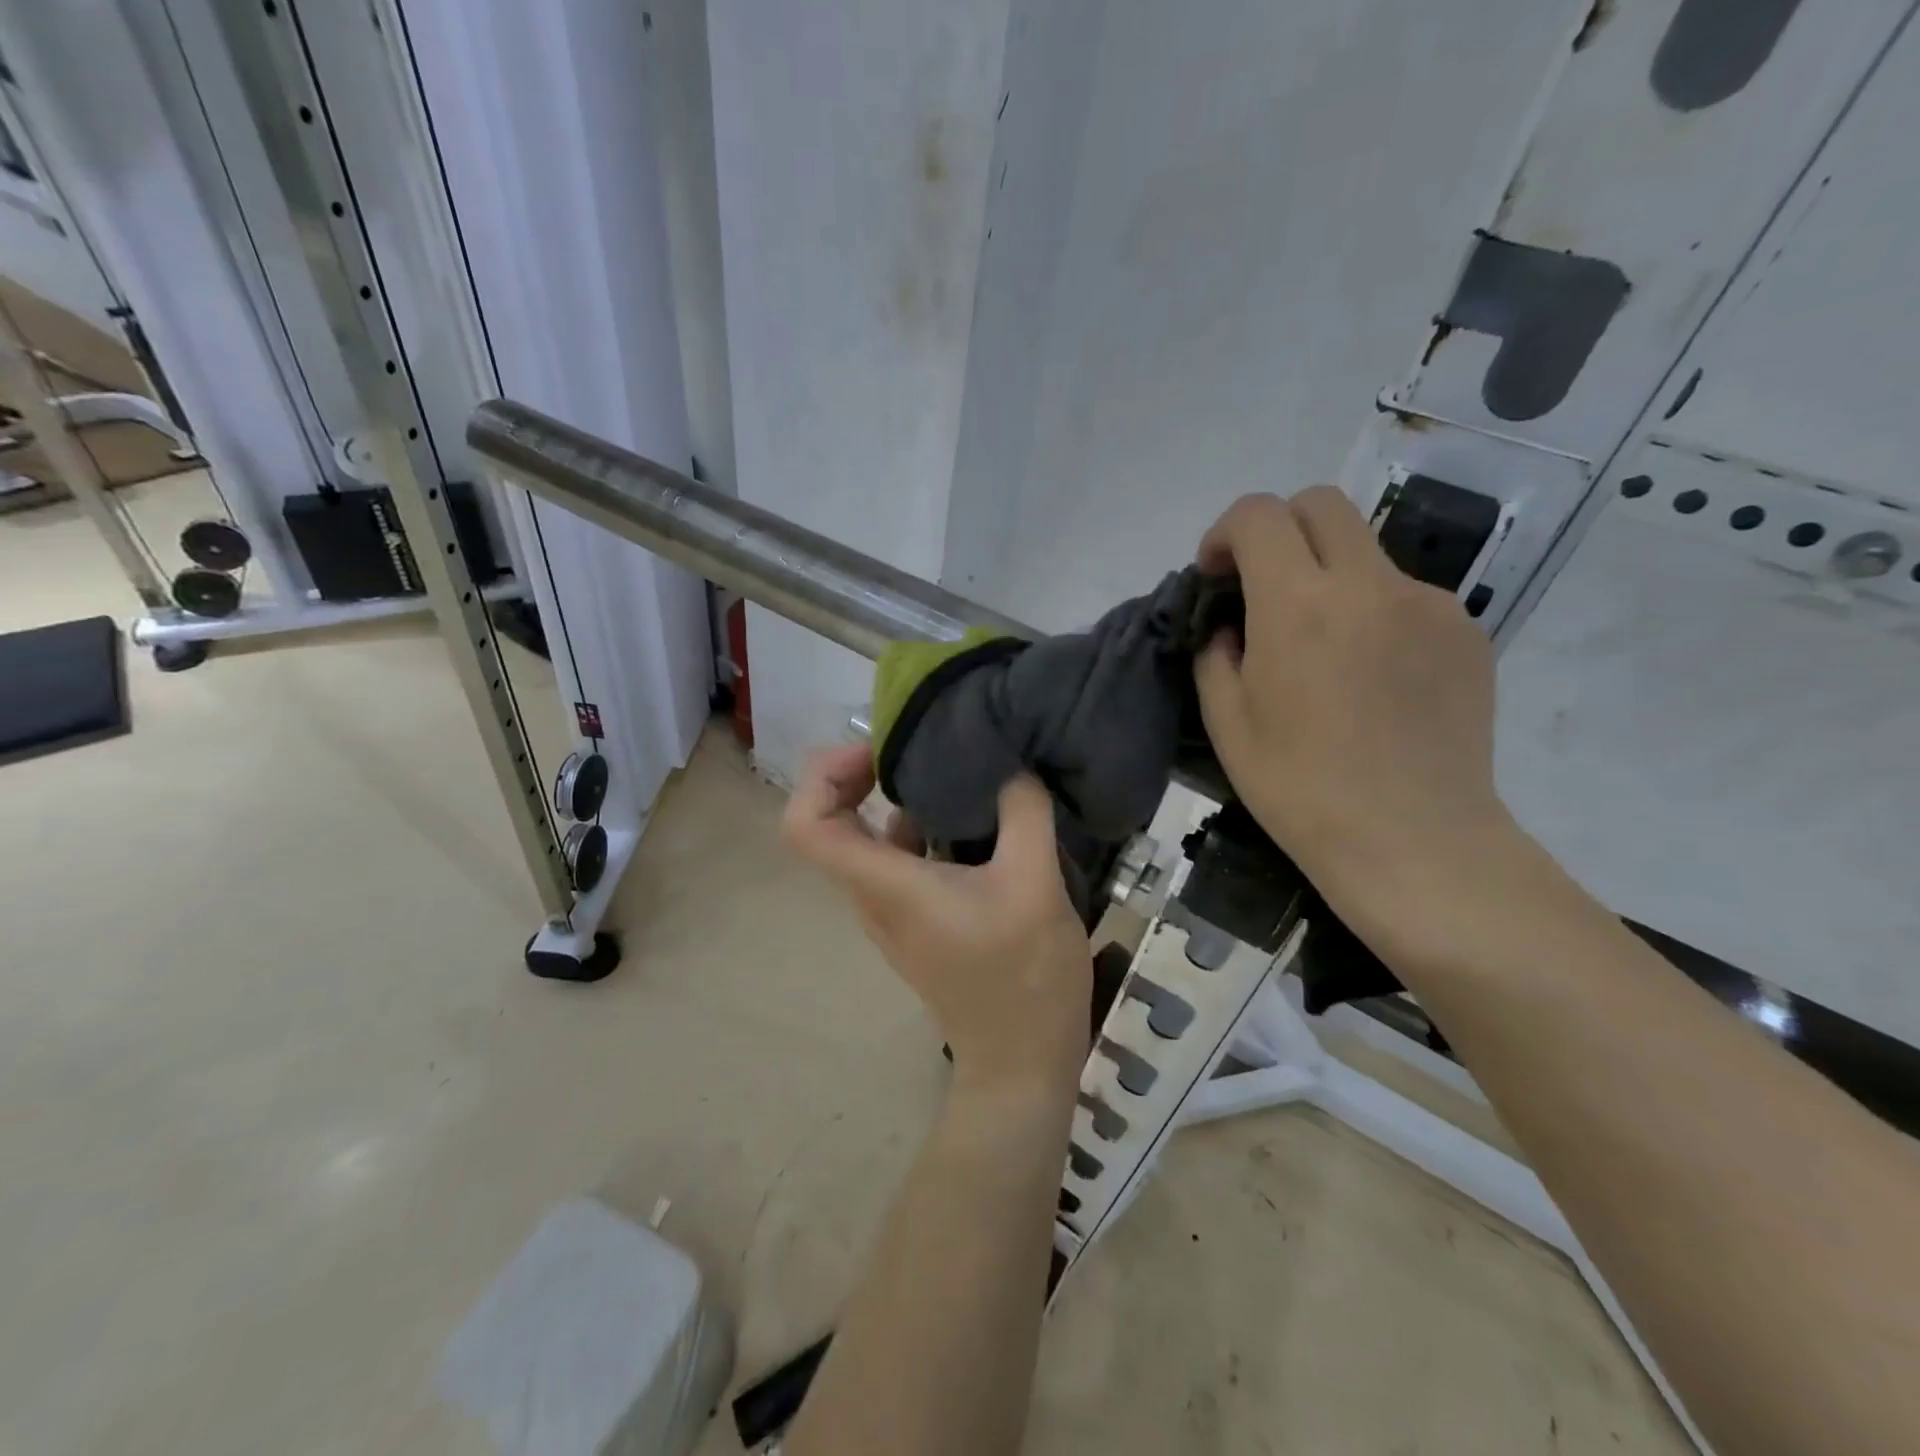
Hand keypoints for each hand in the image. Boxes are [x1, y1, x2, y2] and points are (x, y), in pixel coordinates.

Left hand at [783, 744, 1091, 1091]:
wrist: (1022, 1063)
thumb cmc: (1023, 977)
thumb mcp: (1034, 883)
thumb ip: (1023, 811)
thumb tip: (1011, 764)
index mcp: (885, 886)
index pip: (805, 827)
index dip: (824, 777)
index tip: (877, 753)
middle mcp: (874, 897)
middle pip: (832, 825)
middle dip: (860, 775)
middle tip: (914, 746)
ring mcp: (895, 913)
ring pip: (870, 842)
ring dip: (896, 799)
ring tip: (950, 768)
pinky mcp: (920, 922)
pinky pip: (901, 861)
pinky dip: (922, 827)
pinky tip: (973, 815)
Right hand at [1193, 489, 1518, 947]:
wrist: (1414, 841)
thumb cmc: (1300, 789)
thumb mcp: (1227, 724)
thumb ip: (1217, 654)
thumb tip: (1232, 626)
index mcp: (1298, 607)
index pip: (1259, 515)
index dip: (1225, 533)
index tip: (1216, 576)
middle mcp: (1368, 586)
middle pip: (1322, 505)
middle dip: (1279, 530)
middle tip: (1263, 587)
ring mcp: (1428, 604)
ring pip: (1367, 552)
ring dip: (1329, 576)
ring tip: (1322, 650)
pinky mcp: (1466, 631)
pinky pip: (1406, 596)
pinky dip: (1374, 612)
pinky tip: (1370, 677)